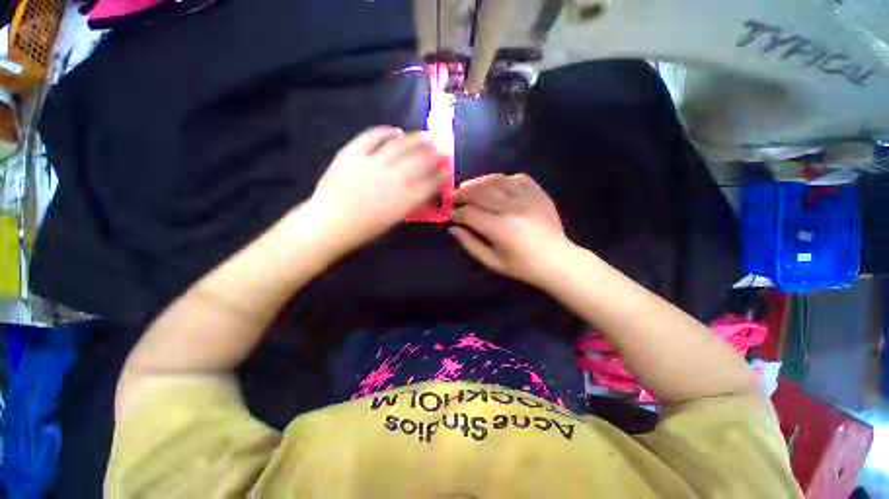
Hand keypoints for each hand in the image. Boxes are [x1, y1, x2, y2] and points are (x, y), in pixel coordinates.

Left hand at [307, 126, 442, 253]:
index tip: (446, 169)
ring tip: (425, 135)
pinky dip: (385, 132)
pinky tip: (394, 131)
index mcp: (405, 200)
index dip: (441, 175)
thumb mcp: (393, 221)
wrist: (329, 224)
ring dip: (416, 139)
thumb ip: (409, 205)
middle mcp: (393, 179)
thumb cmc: (363, 230)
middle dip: (434, 154)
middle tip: (440, 147)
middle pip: (420, 161)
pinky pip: (372, 137)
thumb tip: (420, 192)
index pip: (430, 183)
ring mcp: (373, 163)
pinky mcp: (353, 154)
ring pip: (400, 146)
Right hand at [449, 173, 572, 286]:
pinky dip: (504, 179)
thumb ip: (470, 244)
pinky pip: (518, 178)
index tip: (450, 214)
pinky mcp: (538, 193)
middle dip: (462, 193)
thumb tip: (453, 229)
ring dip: (479, 182)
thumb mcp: (492, 262)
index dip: (456, 213)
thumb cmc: (523, 266)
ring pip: (496, 180)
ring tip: (471, 188)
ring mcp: (527, 198)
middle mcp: (511, 208)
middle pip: (479, 192)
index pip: (469, 213)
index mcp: (499, 228)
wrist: (558, 261)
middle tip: (455, 198)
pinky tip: (498, 187)